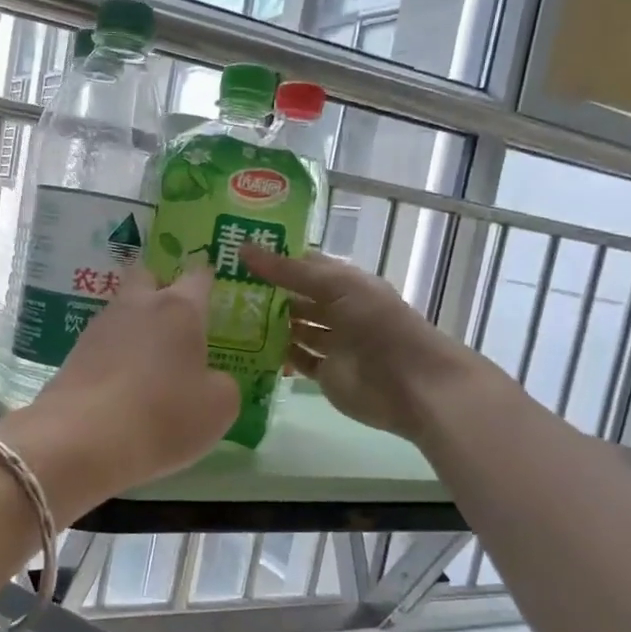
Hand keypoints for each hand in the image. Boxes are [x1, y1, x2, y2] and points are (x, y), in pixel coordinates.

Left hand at [0, 264, 238, 517]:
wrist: (81, 440)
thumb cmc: (162, 416)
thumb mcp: (218, 408)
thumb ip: (222, 383)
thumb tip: (209, 377)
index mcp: (179, 308)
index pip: (198, 276)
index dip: (209, 282)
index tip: (214, 295)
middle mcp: (137, 306)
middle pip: (147, 276)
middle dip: (161, 287)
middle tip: (177, 320)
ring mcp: (99, 327)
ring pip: (121, 310)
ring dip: (136, 325)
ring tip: (150, 359)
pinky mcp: (73, 354)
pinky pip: (102, 343)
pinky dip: (115, 354)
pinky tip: (123, 382)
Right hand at [243, 247, 480, 443]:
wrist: (410, 383)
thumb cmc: (377, 324)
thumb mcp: (336, 286)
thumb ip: (290, 271)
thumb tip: (243, 248)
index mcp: (345, 283)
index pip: (305, 265)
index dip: (275, 258)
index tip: (236, 253)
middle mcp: (338, 310)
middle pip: (296, 298)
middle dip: (266, 293)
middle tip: (220, 288)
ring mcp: (331, 343)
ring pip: (294, 329)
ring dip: (267, 324)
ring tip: (226, 317)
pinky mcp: (324, 374)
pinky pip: (295, 360)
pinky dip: (275, 356)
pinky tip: (246, 348)